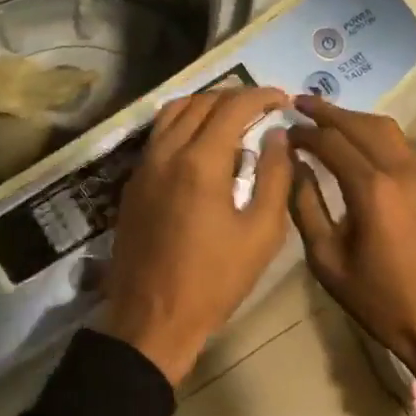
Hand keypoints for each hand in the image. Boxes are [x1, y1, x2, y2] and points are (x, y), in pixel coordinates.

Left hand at [101, 86, 295, 385]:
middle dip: (236, 97)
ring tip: (233, 118)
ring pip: (174, 111)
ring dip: (206, 105)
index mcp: (201, 162)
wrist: (152, 318)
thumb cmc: (214, 281)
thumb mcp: (261, 234)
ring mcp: (145, 165)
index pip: (233, 107)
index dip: (261, 96)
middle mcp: (167, 152)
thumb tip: (277, 137)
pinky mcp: (133, 181)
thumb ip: (275, 177)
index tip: (282, 100)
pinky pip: (159, 133)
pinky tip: (202, 142)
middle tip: (263, 108)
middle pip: (202, 102)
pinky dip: (184, 122)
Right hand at [289, 95, 415, 415]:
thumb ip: (306, 206)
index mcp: (372, 188)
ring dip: (353, 118)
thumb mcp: (327, 259)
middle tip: (298, 103)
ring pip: (385, 128)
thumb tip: (295, 166)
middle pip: (360, 124)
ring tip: (325, 118)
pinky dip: (373, 134)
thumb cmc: (379, 299)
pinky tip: (356, 144)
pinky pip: (399, 145)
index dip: (304, 132)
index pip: (331, 141)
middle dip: (327, 111)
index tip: (283, 129)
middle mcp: (400, 170)